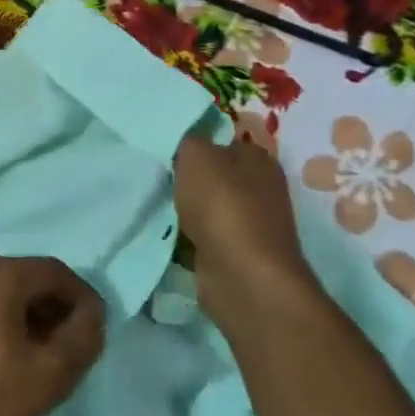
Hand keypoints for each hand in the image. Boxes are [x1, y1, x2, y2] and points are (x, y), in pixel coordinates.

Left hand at [0, 256, 104, 415]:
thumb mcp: (52, 374)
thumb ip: (84, 335)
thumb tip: (90, 313)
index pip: (55, 272)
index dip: (82, 300)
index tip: (94, 335)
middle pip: (25, 278)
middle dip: (52, 309)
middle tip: (68, 352)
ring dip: (26, 317)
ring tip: (38, 360)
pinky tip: (4, 359)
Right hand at [174, 134, 318, 331]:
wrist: (241, 274)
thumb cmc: (222, 207)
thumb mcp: (197, 157)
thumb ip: (189, 141)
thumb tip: (187, 143)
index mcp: (258, 160)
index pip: (224, 142)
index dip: (195, 145)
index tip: (164, 152)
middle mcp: (260, 189)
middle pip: (214, 176)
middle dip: (186, 179)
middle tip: (155, 178)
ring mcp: (248, 223)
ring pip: (206, 207)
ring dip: (184, 209)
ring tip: (154, 205)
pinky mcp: (234, 252)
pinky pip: (202, 235)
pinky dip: (185, 236)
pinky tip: (165, 234)